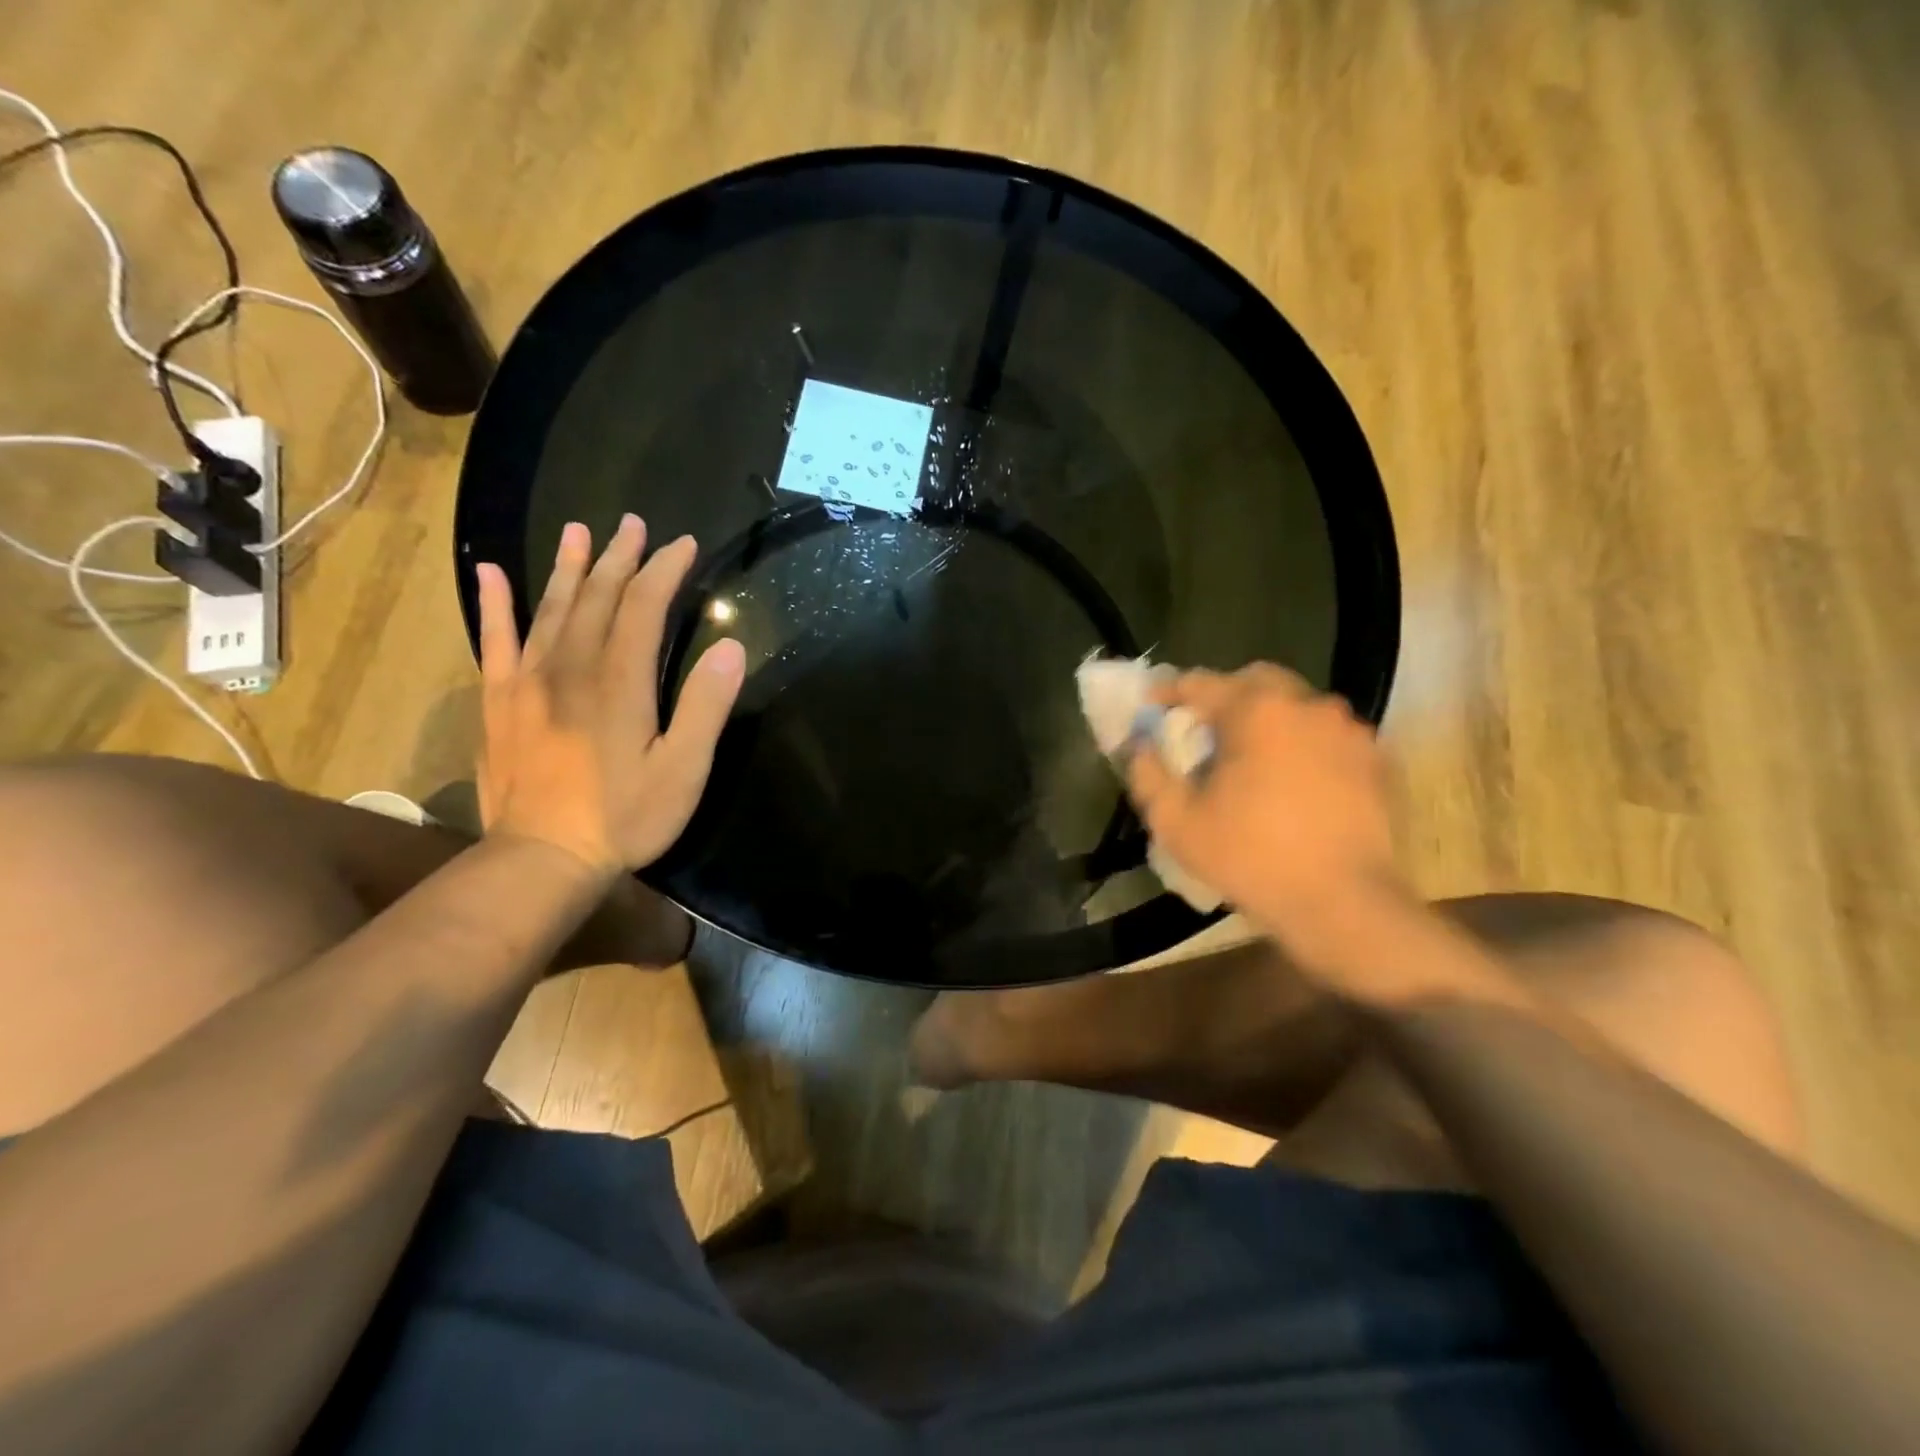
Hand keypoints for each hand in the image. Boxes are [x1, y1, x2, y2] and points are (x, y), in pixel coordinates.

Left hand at [473, 515, 744, 877]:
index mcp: (619, 681)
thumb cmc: (624, 818)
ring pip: (550, 609)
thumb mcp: (683, 770)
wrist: (541, 859)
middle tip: (633, 524)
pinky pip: (495, 641)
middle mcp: (570, 667)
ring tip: (578, 531)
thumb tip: (732, 647)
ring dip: (568, 568)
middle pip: (596, 597)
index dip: (664, 571)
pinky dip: (494, 605)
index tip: (684, 544)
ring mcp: (527, 682)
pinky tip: (490, 574)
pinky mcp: (499, 702)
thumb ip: (706, 706)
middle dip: (619, 557)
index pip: (642, 607)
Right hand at [1126, 664, 1411, 959]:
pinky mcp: (1376, 760)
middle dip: (1223, 698)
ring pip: (1295, 706)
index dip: (1167, 693)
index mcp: (1256, 710)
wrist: (1344, 904)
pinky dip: (1302, 745)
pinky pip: (1326, 736)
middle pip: (1254, 682)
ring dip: (1267, 721)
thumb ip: (1149, 774)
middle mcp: (1306, 705)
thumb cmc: (1252, 857)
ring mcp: (1348, 730)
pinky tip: (1292, 782)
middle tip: (1204, 733)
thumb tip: (1141, 746)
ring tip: (1250, 760)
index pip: (1199, 682)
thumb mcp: (1177, 822)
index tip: (1150, 710)